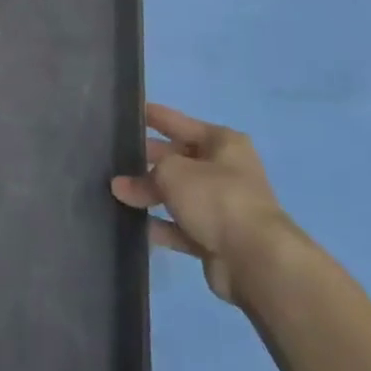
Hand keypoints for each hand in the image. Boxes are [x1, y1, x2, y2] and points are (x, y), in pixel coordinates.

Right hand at [111, 103, 289, 305]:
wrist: (254, 259)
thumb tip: (122, 186)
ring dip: (150, 195)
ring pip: (179, 195)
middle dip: (149, 160)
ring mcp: (222, 207)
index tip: (131, 111)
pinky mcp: (216, 239)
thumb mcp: (173, 172)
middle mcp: (226, 171)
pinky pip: (181, 227)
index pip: (182, 123)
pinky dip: (161, 226)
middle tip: (116, 157)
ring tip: (116, 193)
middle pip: (179, 160)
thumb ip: (145, 175)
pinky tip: (134, 225)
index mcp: (224, 143)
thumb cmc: (215, 197)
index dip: (156, 117)